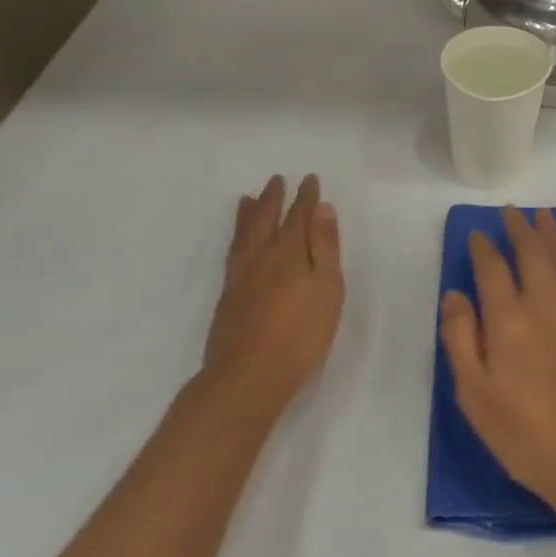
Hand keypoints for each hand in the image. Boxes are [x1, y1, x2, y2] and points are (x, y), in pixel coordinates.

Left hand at [200, 175, 343, 425]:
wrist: (247, 377)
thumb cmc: (299, 334)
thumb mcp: (326, 288)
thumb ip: (324, 247)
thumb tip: (322, 209)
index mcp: (289, 251)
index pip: (299, 215)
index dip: (306, 197)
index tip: (309, 179)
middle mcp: (262, 256)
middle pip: (266, 219)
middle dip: (274, 198)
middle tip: (276, 179)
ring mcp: (241, 276)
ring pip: (244, 234)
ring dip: (248, 214)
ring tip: (247, 198)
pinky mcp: (228, 297)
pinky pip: (233, 252)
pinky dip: (236, 237)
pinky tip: (237, 243)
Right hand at [439, 207, 555, 526]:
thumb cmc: (525, 434)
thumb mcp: (475, 396)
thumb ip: (461, 340)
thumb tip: (454, 295)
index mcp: (509, 320)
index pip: (492, 268)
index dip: (482, 248)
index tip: (476, 234)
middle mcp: (543, 305)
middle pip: (532, 252)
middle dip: (519, 228)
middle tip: (510, 212)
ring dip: (549, 234)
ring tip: (542, 217)